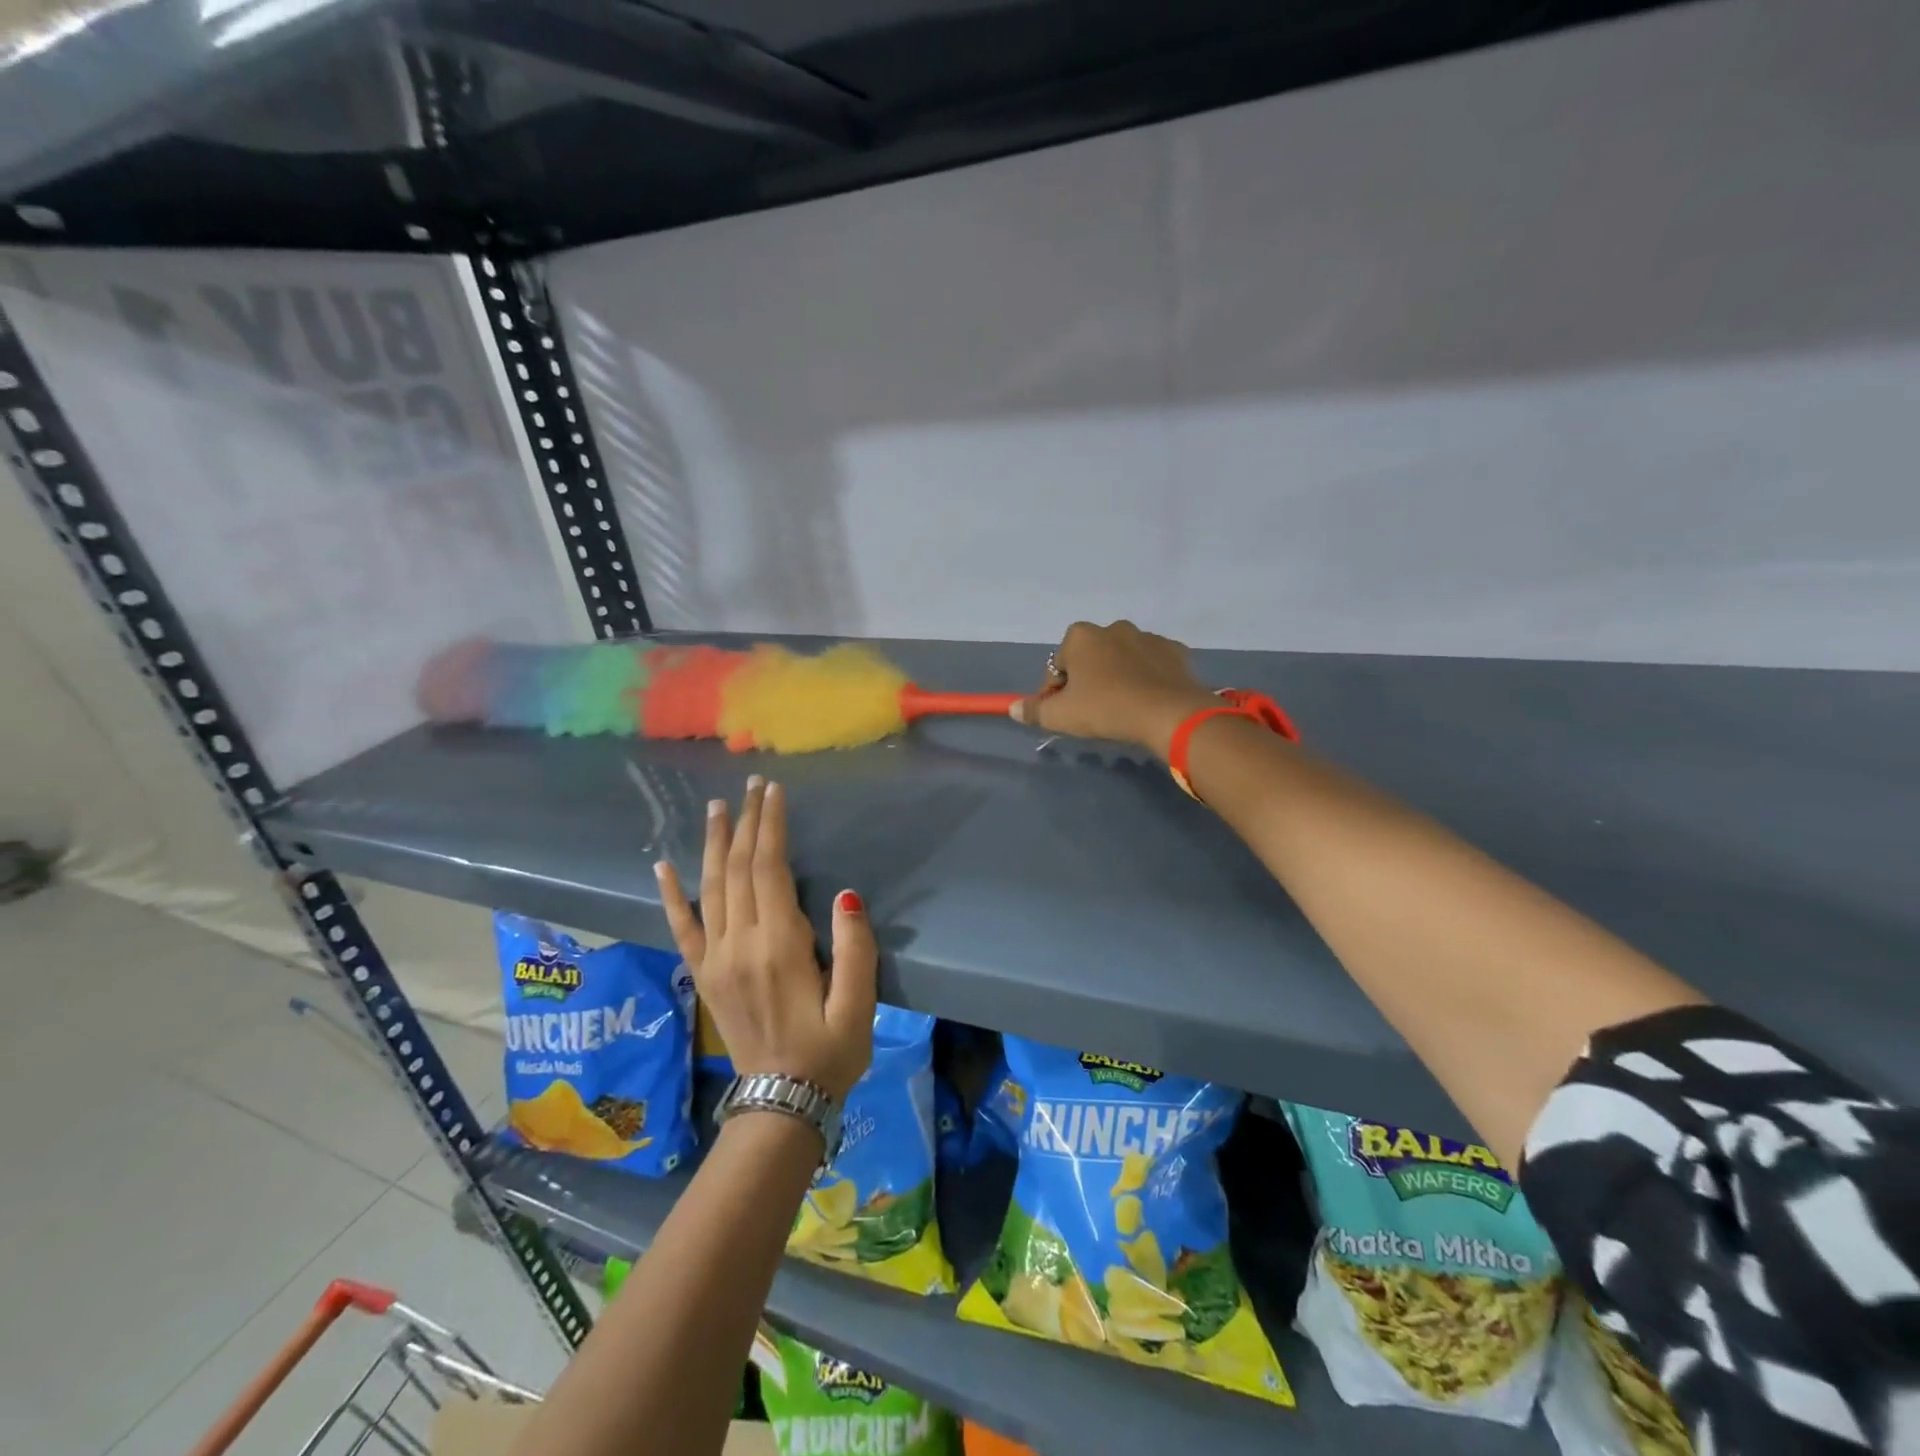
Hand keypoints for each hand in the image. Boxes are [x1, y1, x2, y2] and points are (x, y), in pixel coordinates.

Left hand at [655, 777, 876, 1101]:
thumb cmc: (830, 1052)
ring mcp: (715, 960)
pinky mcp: (703, 975)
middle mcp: (739, 944)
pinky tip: (663, 866)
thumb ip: (855, 947)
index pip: (769, 869)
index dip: (770, 825)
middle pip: (738, 868)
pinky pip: (682, 928)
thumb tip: (846, 895)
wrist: (780, 1103)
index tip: (774, 791)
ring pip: (710, 887)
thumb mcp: (860, 1004)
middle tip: (752, 785)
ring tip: (717, 807)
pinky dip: (672, 895)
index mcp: (779, 946)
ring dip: (714, 843)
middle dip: (746, 822)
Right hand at [1010, 620, 1218, 759]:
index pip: (1057, 667)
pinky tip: (1147, 698)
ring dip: (1116, 675)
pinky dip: (1146, 676)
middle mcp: (1113, 628)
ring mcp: (1147, 636)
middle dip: (1086, 678)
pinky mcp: (1174, 650)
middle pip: (1089, 657)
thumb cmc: (1105, 709)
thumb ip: (1034, 711)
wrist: (1169, 713)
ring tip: (1121, 705)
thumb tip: (1014, 708)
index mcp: (1081, 637)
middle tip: (1091, 710)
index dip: (1054, 692)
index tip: (1061, 713)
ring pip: (1121, 657)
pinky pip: (1152, 663)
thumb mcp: (1061, 716)